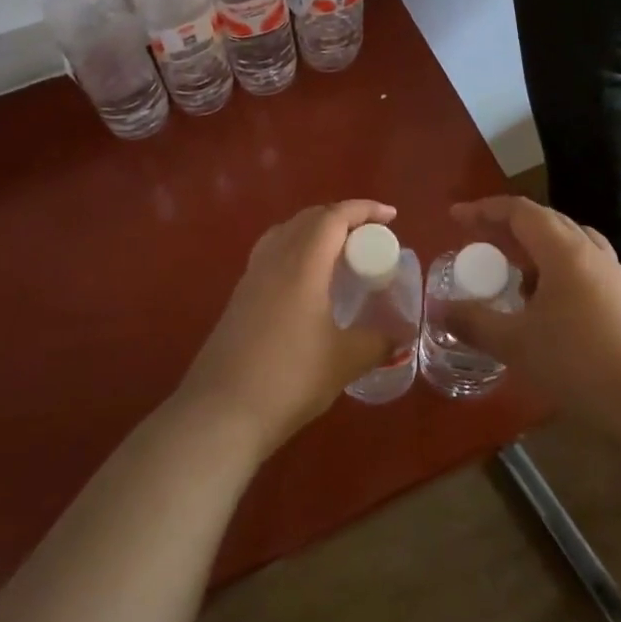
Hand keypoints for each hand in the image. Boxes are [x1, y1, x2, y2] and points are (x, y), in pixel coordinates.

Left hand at [176, 200, 396, 457]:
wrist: (221, 412)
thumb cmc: (289, 379)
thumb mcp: (344, 362)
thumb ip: (377, 342)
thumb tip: (400, 334)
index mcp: (302, 263)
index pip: (334, 217)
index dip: (364, 209)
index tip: (391, 217)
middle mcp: (275, 258)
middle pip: (309, 218)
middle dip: (342, 217)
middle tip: (369, 237)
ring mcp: (252, 276)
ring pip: (287, 232)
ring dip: (316, 231)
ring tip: (339, 253)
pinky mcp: (239, 296)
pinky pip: (272, 252)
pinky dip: (296, 250)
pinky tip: (306, 282)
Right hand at [441, 196, 620, 434]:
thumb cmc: (578, 363)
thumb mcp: (516, 344)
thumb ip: (473, 323)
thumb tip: (437, 310)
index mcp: (564, 250)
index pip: (520, 211)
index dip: (484, 210)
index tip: (456, 217)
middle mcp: (591, 252)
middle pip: (546, 221)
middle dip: (509, 227)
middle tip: (480, 242)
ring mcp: (614, 276)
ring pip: (569, 244)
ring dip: (536, 249)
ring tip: (513, 273)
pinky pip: (583, 268)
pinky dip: (557, 271)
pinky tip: (547, 305)